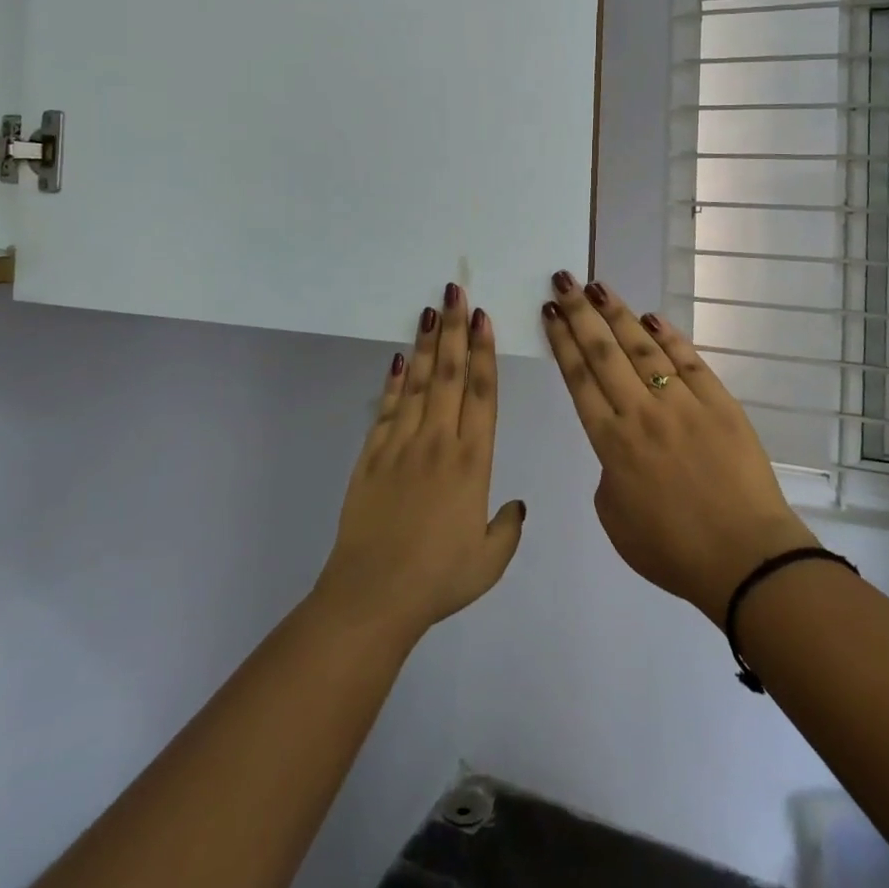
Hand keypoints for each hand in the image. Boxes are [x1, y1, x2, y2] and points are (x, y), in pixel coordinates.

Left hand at [312, 284, 526, 644]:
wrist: (374, 595)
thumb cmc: (439, 579)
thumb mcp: (488, 561)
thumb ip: (507, 529)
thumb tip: (516, 505)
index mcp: (472, 461)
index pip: (482, 394)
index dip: (484, 352)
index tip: (482, 318)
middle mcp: (439, 441)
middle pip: (450, 375)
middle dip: (454, 330)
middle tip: (455, 292)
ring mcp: (401, 444)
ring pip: (419, 383)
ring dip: (428, 344)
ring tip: (431, 310)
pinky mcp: (372, 455)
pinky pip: (387, 409)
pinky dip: (395, 382)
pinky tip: (401, 358)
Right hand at [542, 273, 816, 623]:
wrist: (746, 560)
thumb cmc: (674, 551)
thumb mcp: (615, 519)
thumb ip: (609, 472)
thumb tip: (622, 442)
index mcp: (611, 442)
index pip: (579, 378)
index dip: (562, 340)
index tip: (550, 311)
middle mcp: (642, 412)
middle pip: (604, 352)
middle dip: (580, 313)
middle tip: (563, 280)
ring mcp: (683, 403)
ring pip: (643, 347)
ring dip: (618, 314)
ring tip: (598, 287)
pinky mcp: (720, 402)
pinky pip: (689, 361)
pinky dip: (669, 336)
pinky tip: (652, 318)